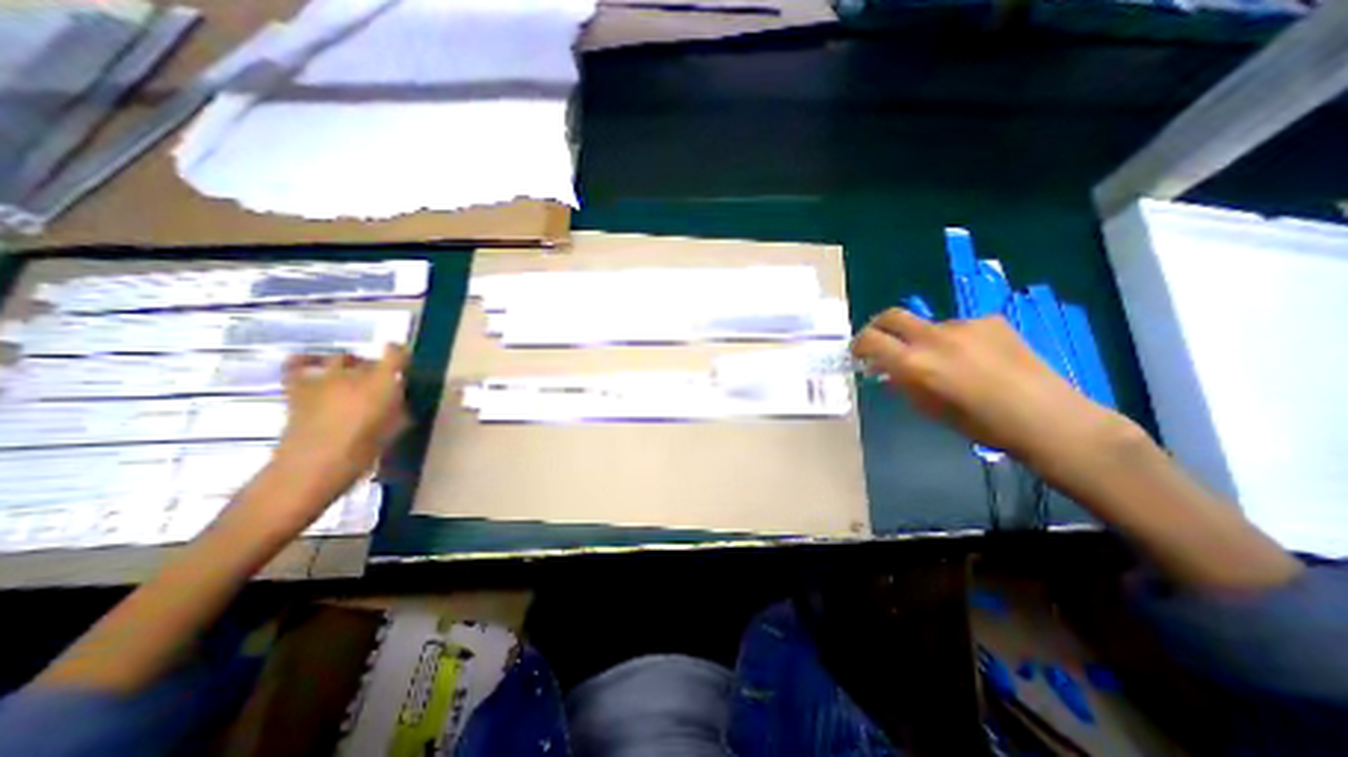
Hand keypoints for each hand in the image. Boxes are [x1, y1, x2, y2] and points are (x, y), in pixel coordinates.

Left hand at [262, 342, 410, 525]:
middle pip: (369, 360)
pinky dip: (306, 361)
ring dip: (349, 365)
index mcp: (382, 382)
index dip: (401, 353)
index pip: (396, 353)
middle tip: (380, 385)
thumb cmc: (363, 450)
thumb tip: (398, 400)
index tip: (403, 360)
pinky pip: (298, 364)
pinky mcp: (297, 388)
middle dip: (376, 368)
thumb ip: (398, 408)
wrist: (313, 466)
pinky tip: (313, 365)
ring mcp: (323, 379)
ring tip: (350, 377)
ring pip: (340, 358)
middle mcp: (353, 373)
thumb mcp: (395, 429)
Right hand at [851, 308, 1127, 466]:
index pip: (871, 339)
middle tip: (881, 342)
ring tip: (944, 362)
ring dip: (923, 339)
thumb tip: (887, 369)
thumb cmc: (979, 424)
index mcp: (915, 363)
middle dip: (879, 327)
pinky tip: (975, 358)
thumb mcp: (928, 408)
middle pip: (892, 315)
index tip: (859, 354)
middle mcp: (934, 337)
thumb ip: (903, 383)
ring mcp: (964, 325)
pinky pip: (959, 326)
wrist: (1046, 417)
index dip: (859, 344)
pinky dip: (955, 340)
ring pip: (928, 324)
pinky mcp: (990, 320)